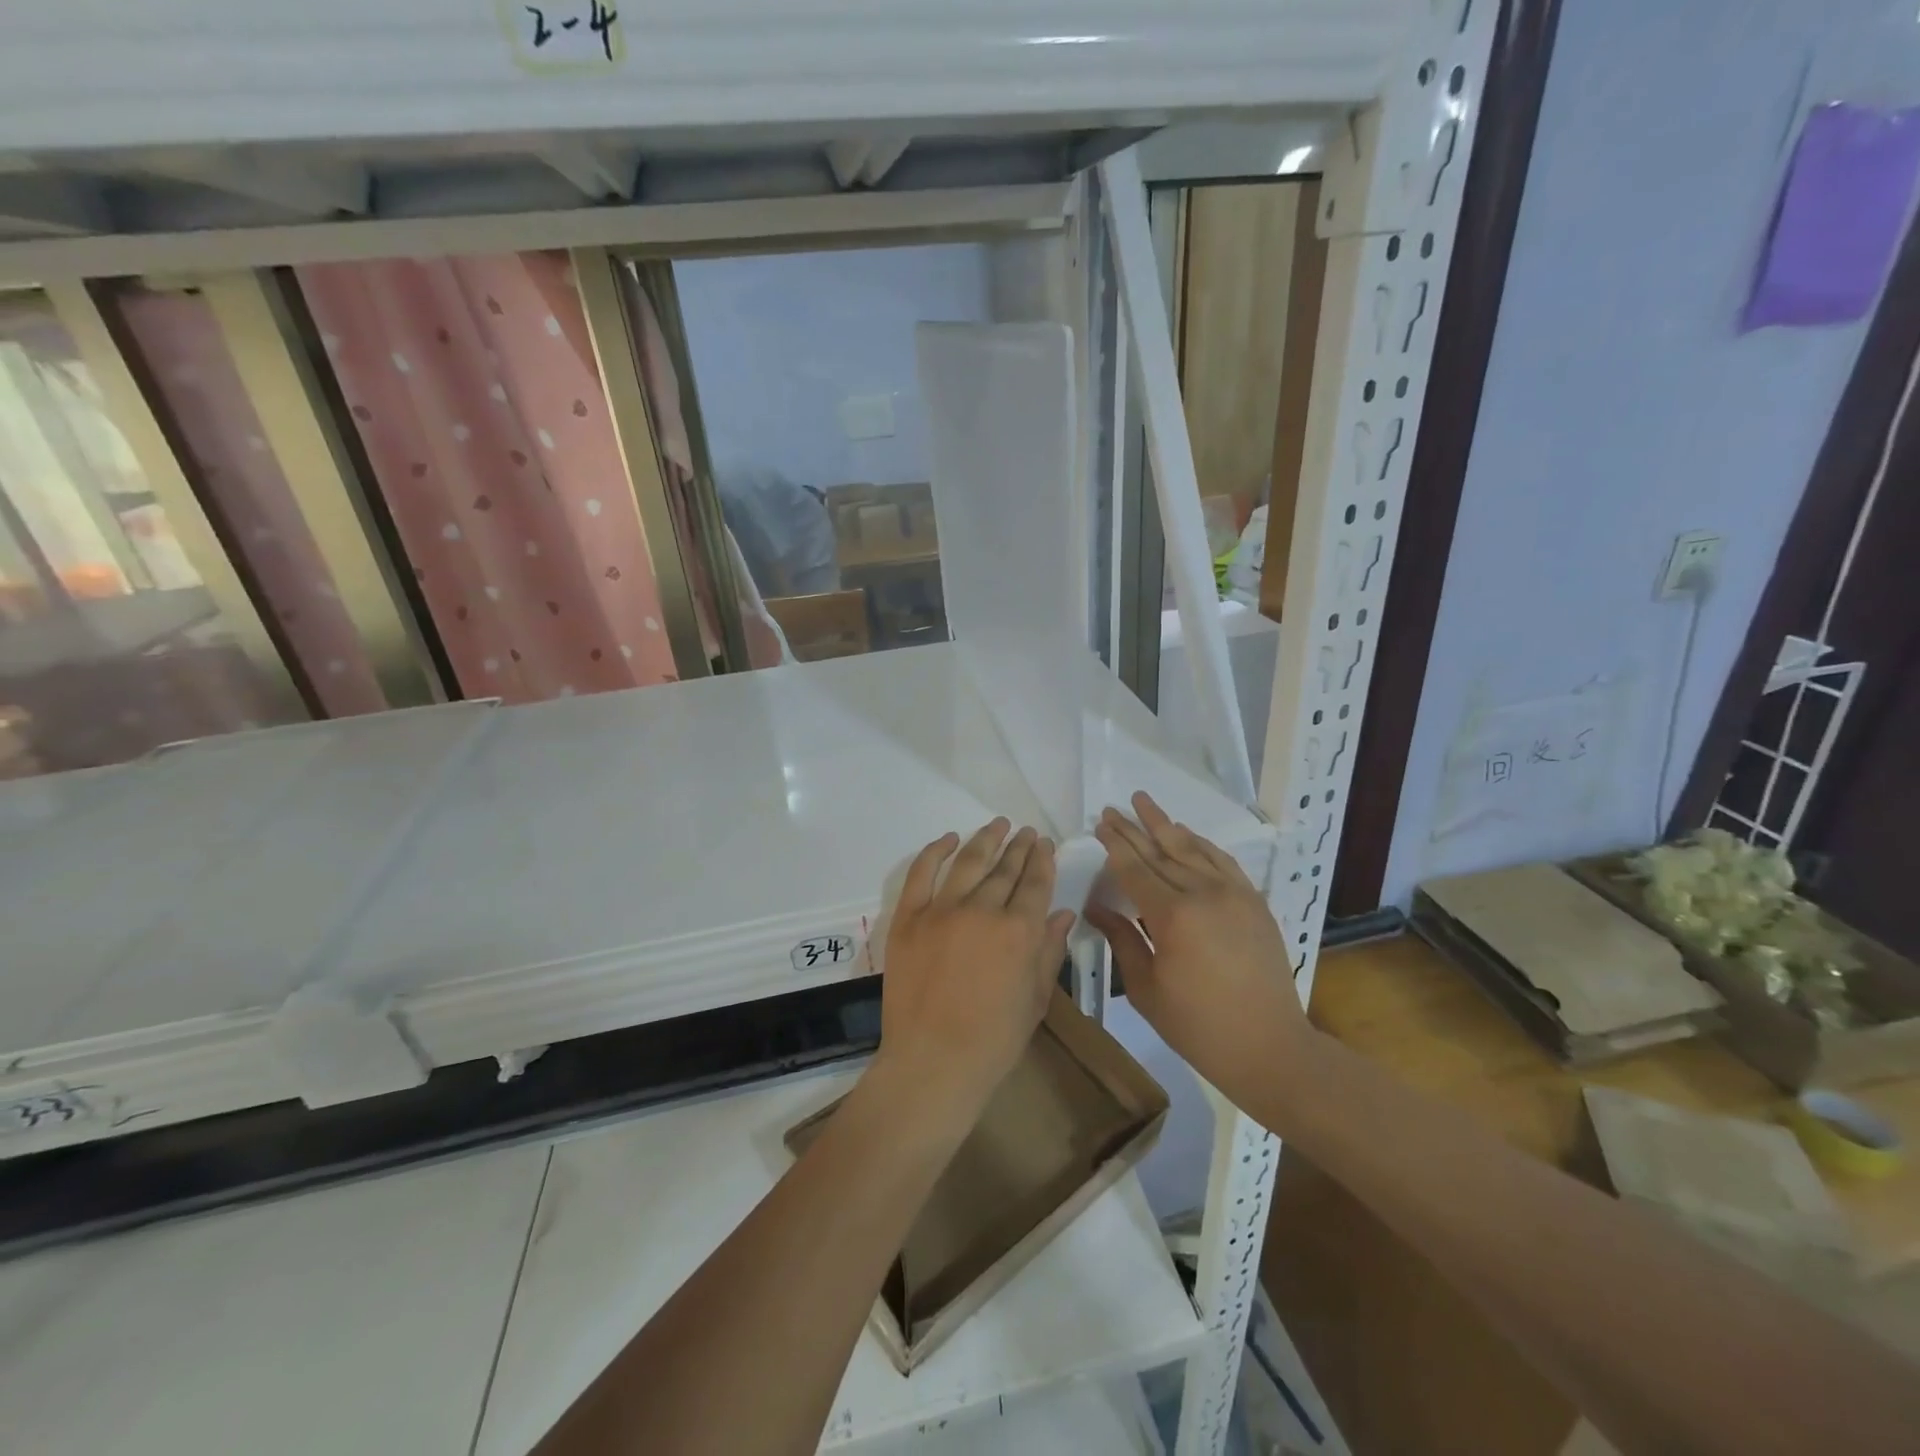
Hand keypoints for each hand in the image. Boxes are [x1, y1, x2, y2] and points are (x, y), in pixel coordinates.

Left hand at [873, 819, 1075, 1125]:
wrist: (933, 1061)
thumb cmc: (994, 1039)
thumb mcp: (1036, 998)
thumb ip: (1049, 950)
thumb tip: (1063, 913)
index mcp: (1019, 930)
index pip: (1035, 882)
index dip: (1041, 860)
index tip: (1043, 844)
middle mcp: (982, 910)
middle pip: (1005, 868)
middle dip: (1018, 847)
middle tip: (1025, 832)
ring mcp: (941, 910)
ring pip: (968, 862)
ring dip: (985, 839)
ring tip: (997, 824)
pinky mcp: (909, 917)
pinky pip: (921, 873)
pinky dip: (935, 851)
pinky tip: (948, 839)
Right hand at [1088, 792, 1312, 1095]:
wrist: (1269, 1046)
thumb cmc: (1197, 1026)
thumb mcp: (1146, 988)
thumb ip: (1122, 940)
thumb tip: (1096, 908)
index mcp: (1172, 916)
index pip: (1135, 869)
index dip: (1115, 845)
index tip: (1100, 824)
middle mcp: (1204, 894)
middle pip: (1161, 852)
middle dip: (1133, 829)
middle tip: (1112, 809)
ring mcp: (1234, 894)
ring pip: (1192, 848)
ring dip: (1166, 824)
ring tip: (1144, 802)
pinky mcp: (1254, 902)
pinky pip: (1223, 861)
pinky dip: (1201, 843)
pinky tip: (1186, 833)